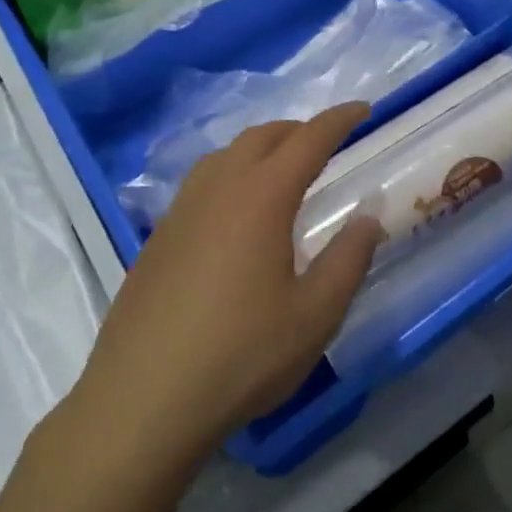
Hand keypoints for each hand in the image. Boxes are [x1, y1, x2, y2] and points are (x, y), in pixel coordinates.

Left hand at [73, 103, 381, 469]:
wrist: (143, 401)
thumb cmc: (241, 356)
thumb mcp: (315, 314)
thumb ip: (349, 258)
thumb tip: (368, 215)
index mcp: (261, 197)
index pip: (308, 139)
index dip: (339, 120)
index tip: (364, 110)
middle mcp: (218, 190)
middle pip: (261, 137)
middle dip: (298, 129)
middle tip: (327, 142)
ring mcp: (180, 212)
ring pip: (224, 155)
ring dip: (260, 148)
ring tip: (282, 170)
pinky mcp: (157, 239)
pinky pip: (200, 184)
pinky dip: (230, 175)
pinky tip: (235, 214)